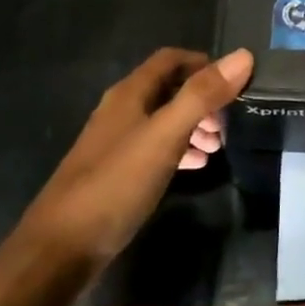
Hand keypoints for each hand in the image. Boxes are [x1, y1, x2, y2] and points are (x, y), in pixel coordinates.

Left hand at [25, 47, 252, 266]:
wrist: (59, 250)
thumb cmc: (116, 184)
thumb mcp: (165, 135)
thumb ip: (202, 96)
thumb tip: (244, 55)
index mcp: (130, 94)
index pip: (171, 59)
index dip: (205, 63)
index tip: (236, 82)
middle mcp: (121, 111)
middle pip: (169, 89)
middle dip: (203, 99)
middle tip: (231, 121)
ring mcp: (116, 143)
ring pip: (164, 120)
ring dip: (194, 125)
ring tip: (220, 146)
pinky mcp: (116, 173)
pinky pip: (156, 149)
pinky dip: (180, 149)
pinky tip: (196, 166)